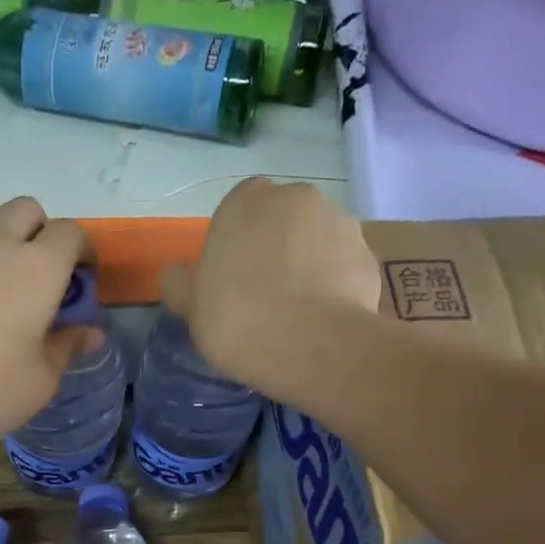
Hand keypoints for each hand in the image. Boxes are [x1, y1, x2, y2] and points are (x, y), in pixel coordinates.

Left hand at [0, 197, 100, 446]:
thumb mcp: (42, 379)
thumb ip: (68, 346)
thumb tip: (89, 333)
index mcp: (37, 268)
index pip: (70, 233)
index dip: (84, 252)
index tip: (83, 284)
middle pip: (26, 210)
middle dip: (43, 233)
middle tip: (45, 280)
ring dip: (6, 253)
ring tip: (5, 305)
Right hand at [160, 179, 380, 396]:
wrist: (310, 346)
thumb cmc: (237, 319)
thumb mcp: (189, 307)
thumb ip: (179, 284)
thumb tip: (176, 275)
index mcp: (247, 200)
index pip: (239, 208)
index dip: (236, 242)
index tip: (232, 278)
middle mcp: (297, 197)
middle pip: (282, 220)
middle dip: (276, 247)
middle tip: (264, 295)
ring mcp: (340, 223)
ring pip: (317, 241)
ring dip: (309, 264)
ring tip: (298, 312)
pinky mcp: (369, 256)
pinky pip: (344, 267)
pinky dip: (335, 285)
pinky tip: (323, 320)